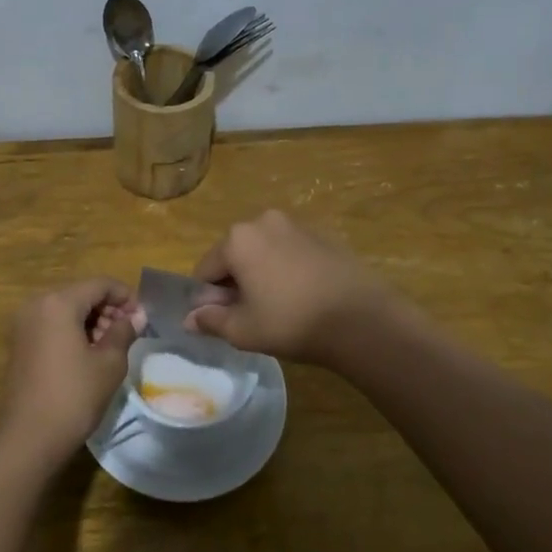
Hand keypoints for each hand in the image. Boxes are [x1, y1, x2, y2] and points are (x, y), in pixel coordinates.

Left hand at [0, 278, 140, 474]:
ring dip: (91, 321)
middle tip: (130, 333)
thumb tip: (136, 317)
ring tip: (112, 346)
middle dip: (108, 309)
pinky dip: (73, 331)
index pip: (99, 284)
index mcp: (58, 302)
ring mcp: (24, 324)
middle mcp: (36, 304)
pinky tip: (89, 354)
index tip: (143, 317)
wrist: (29, 438)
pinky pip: (52, 324)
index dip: (125, 296)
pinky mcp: (19, 343)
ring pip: (66, 309)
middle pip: (81, 294)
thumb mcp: (109, 364)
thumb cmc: (74, 396)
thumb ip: (123, 332)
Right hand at [185, 210, 393, 365]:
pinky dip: (287, 269)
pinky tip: (302, 296)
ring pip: (263, 251)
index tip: (224, 321)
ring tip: (279, 307)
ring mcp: (296, 224)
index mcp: (237, 239)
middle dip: (235, 283)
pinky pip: (290, 251)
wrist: (361, 319)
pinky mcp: (323, 234)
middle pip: (234, 255)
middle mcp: (263, 221)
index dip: (208, 299)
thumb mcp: (243, 330)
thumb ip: (211, 321)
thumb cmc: (291, 322)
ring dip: (261, 274)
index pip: (205, 270)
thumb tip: (190, 319)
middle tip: (251, 316)